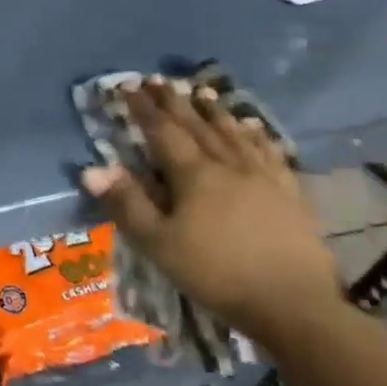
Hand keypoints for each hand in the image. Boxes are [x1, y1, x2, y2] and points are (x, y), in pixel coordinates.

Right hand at [80, 76, 342, 348]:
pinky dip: (258, 136)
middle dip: (174, 101)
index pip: (162, 132)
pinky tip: (254, 127)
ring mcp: (263, 178)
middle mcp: (228, 166)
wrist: (295, 306)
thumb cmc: (217, 274)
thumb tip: (91, 168)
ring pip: (233, 134)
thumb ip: (127, 204)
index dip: (143, 108)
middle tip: (158, 79)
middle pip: (197, 126)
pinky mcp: (291, 195)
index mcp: (193, 175)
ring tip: (202, 92)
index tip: (128, 86)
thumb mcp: (159, 244)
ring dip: (214, 112)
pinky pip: (271, 154)